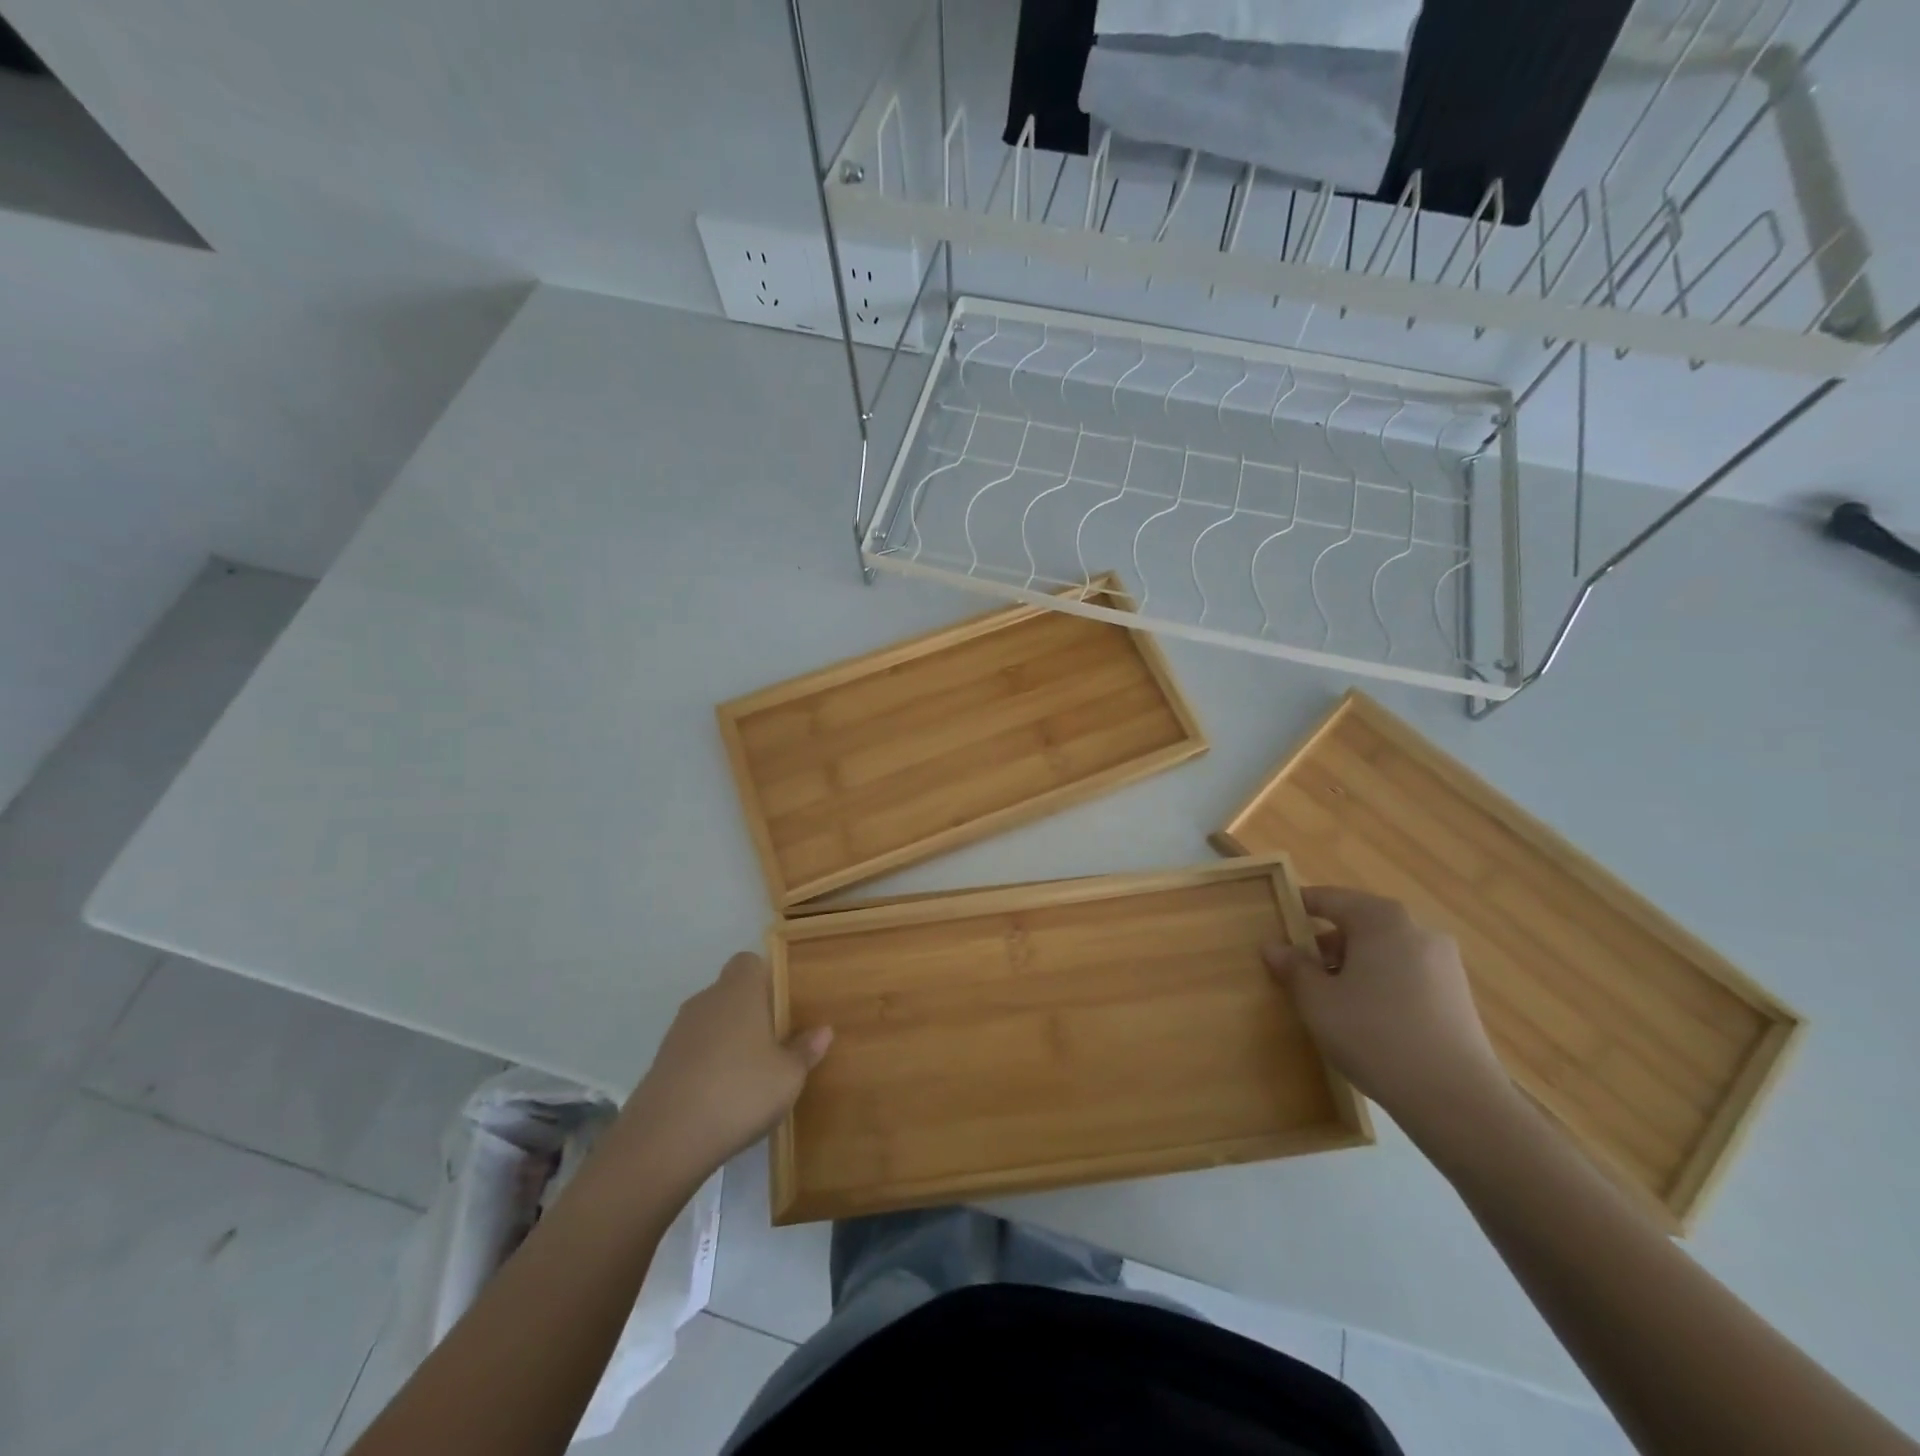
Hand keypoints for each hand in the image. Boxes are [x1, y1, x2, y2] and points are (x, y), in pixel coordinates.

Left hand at [610, 953, 831, 1191]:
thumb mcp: (788, 1076)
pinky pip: (693, 1050)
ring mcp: (678, 1032)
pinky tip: (722, 1094)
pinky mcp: (660, 1063)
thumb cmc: (739, 1091)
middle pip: (730, 992)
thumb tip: (823, 1030)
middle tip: (775, 1041)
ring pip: (710, 1022)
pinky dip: (707, 1063)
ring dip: (728, 1039)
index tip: (783, 1003)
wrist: (664, 1140)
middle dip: (751, 1011)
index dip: (766, 977)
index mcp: (738, 991)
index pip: (749, 961)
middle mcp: (706, 1001)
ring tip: (750, 1072)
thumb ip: (805, 1050)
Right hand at [1264, 886, 1512, 1134]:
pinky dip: (1380, 984)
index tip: (1277, 920)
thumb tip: (1274, 946)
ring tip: (1331, 1000)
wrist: (1456, 1099)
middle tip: (1299, 970)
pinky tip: (1367, 1019)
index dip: (1299, 907)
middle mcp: (1417, 930)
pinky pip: (1406, 974)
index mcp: (1381, 919)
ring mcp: (1444, 963)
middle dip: (1326, 943)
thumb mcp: (1317, 1001)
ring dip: (1354, 966)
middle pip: (1359, 924)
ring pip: (1383, 951)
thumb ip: (1293, 967)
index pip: (1330, 899)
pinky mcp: (1457, 996)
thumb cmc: (1374, 1034)